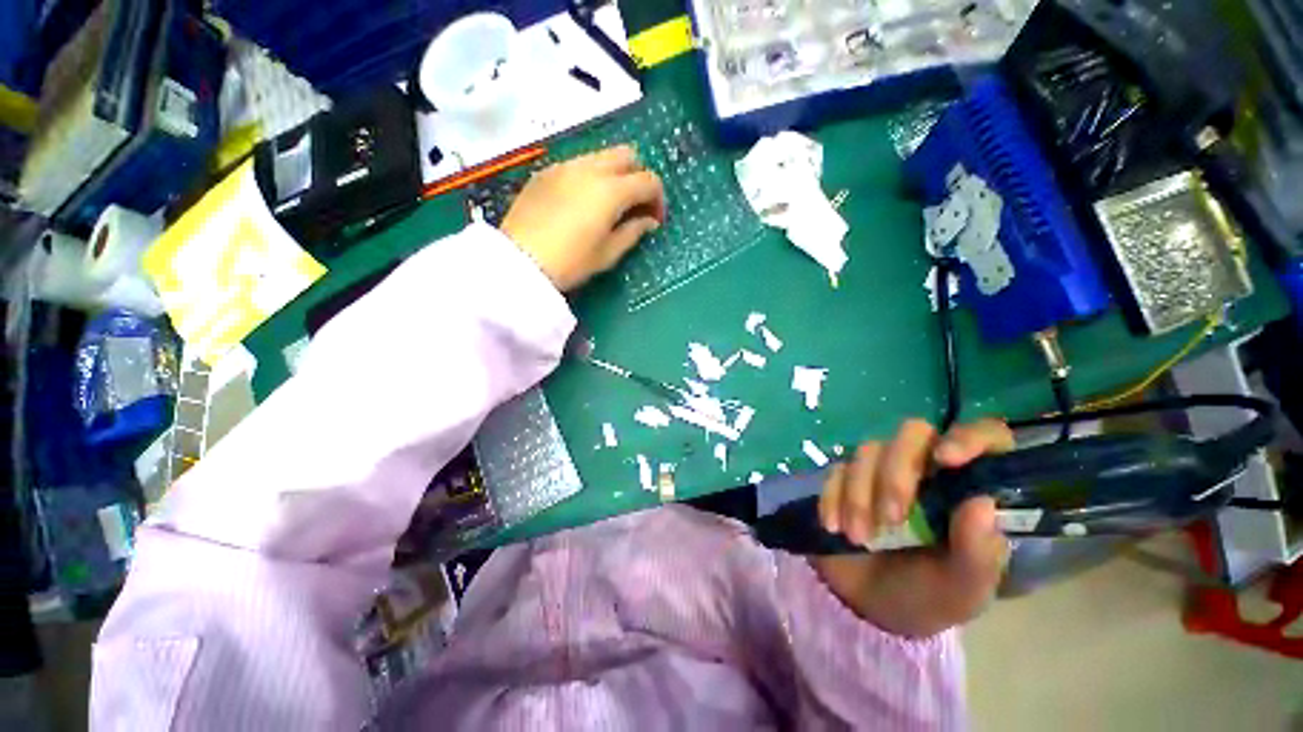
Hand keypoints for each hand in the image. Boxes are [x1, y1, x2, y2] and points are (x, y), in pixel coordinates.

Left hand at [501, 145, 666, 291]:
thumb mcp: (607, 254)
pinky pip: (578, 163)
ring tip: (609, 204)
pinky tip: (583, 201)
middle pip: (627, 155)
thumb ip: (633, 232)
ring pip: (602, 155)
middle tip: (635, 205)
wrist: (519, 261)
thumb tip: (648, 221)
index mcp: (611, 190)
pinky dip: (591, 175)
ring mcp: (565, 166)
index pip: (648, 180)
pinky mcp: (546, 172)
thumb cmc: (570, 262)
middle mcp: (590, 168)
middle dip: (639, 176)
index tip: (655, 219)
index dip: (658, 199)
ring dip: (615, 173)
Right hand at [810, 419, 1013, 637]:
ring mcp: (880, 472)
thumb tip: (982, 502)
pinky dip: (833, 497)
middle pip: (913, 433)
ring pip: (868, 451)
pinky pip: (835, 471)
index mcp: (966, 490)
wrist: (868, 609)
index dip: (969, 437)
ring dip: (860, 495)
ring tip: (860, 538)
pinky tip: (835, 527)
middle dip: (897, 473)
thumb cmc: (928, 598)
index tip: (946, 460)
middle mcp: (925, 470)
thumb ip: (978, 553)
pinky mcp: (844, 480)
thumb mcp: (963, 589)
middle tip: (891, 518)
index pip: (985, 438)